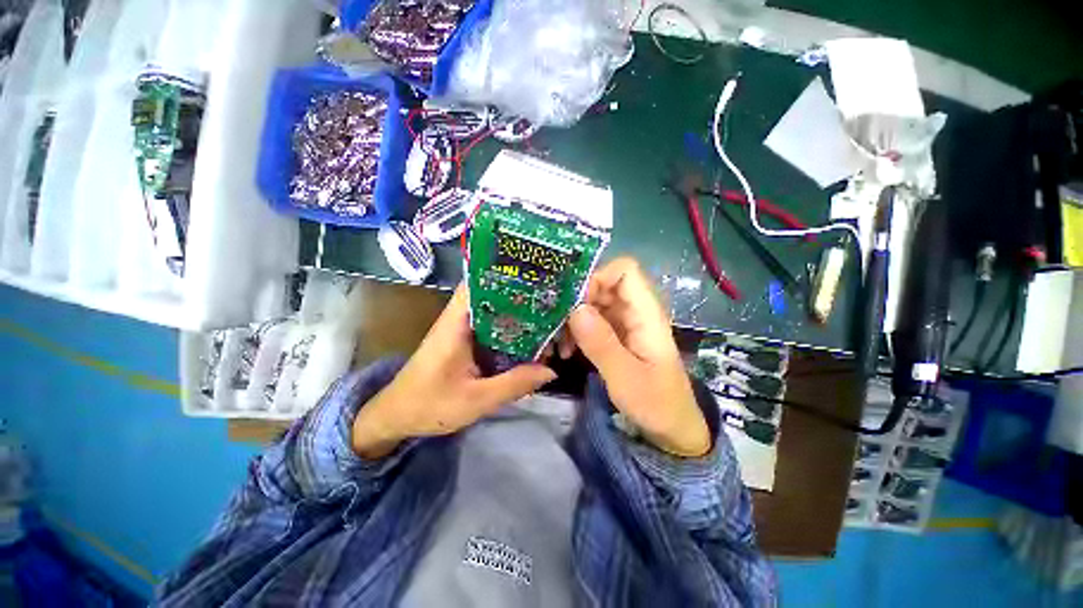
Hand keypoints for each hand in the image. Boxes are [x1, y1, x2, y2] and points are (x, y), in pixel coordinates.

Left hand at [352, 284, 556, 458]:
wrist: (397, 417)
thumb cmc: (429, 405)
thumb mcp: (476, 400)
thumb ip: (514, 384)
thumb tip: (550, 371)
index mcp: (457, 323)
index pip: (479, 283)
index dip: (507, 275)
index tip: (537, 278)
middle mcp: (460, 318)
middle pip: (494, 296)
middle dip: (523, 300)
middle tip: (553, 306)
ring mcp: (463, 329)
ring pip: (496, 314)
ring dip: (519, 319)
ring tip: (548, 324)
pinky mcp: (466, 341)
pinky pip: (493, 330)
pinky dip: (511, 333)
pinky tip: (530, 342)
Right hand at [567, 258, 709, 456]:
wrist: (672, 429)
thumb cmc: (656, 404)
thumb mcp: (625, 377)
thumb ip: (601, 343)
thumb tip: (575, 309)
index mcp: (646, 314)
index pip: (624, 271)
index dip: (598, 277)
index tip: (575, 303)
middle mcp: (636, 311)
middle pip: (603, 285)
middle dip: (578, 301)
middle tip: (558, 326)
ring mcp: (626, 323)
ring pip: (594, 303)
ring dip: (574, 319)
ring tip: (561, 344)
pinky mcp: (617, 336)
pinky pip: (593, 321)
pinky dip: (578, 331)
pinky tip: (568, 351)